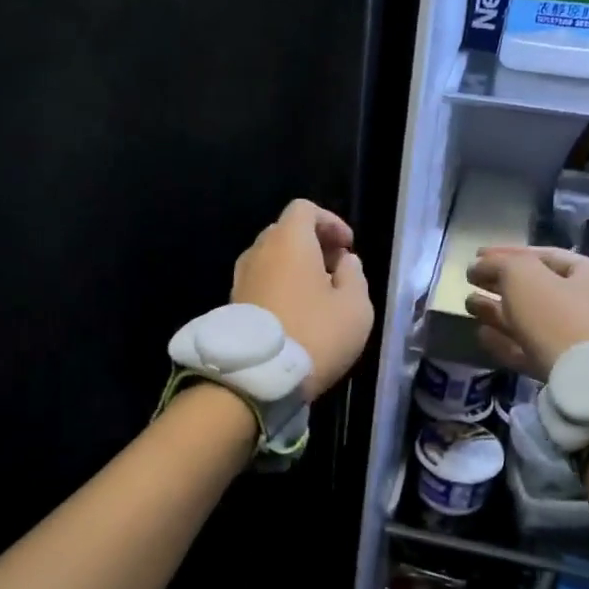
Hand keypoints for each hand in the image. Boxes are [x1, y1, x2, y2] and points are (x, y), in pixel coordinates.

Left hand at [232, 200, 374, 401]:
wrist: (257, 378)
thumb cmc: (315, 335)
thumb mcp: (355, 307)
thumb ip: (355, 275)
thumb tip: (344, 262)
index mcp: (289, 241)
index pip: (305, 210)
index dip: (330, 222)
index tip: (348, 247)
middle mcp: (259, 252)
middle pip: (286, 233)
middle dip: (313, 244)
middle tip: (336, 270)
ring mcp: (241, 278)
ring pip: (271, 259)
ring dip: (295, 268)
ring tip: (318, 295)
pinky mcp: (233, 305)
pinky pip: (261, 282)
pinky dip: (280, 286)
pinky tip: (297, 313)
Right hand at [464, 247, 588, 379]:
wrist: (584, 381)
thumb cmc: (557, 316)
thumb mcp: (523, 276)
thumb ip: (499, 264)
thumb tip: (479, 265)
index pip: (543, 255)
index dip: (507, 253)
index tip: (476, 257)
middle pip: (536, 288)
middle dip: (500, 284)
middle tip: (470, 281)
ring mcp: (578, 338)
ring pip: (530, 319)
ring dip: (497, 311)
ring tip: (468, 305)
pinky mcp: (564, 368)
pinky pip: (530, 348)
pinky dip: (506, 340)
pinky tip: (482, 335)